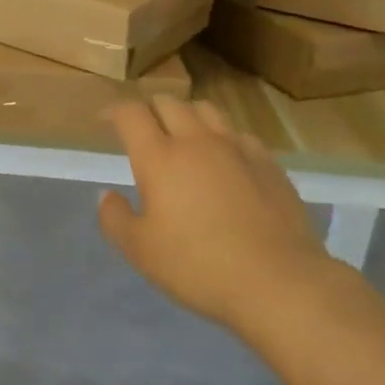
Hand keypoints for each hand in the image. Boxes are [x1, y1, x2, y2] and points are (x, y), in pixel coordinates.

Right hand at [99, 97, 338, 332]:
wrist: (278, 281)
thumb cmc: (198, 266)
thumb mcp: (140, 251)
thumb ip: (115, 218)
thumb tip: (107, 195)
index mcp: (159, 157)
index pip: (131, 114)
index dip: (114, 110)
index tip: (105, 120)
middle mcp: (196, 141)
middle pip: (168, 103)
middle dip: (149, 109)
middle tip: (142, 129)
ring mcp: (237, 148)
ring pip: (206, 110)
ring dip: (186, 115)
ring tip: (182, 135)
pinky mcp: (268, 163)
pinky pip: (238, 133)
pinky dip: (222, 137)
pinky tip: (224, 160)